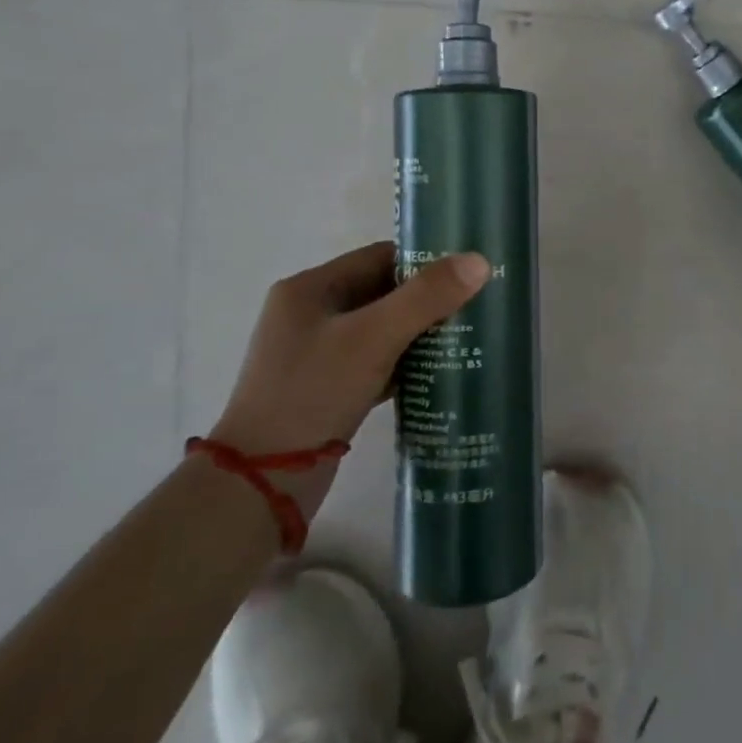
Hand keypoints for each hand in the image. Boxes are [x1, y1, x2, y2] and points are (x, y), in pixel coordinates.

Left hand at [205, 242, 488, 512]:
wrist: (262, 484)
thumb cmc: (313, 393)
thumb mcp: (373, 338)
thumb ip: (426, 297)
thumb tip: (479, 260)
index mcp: (310, 289)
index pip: (379, 257)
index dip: (424, 262)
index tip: (466, 275)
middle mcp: (310, 314)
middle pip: (382, 292)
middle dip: (426, 300)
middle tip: (473, 307)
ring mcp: (315, 354)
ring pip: (380, 329)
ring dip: (418, 333)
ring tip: (464, 338)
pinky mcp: (325, 389)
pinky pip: (374, 362)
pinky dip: (403, 364)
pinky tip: (437, 373)